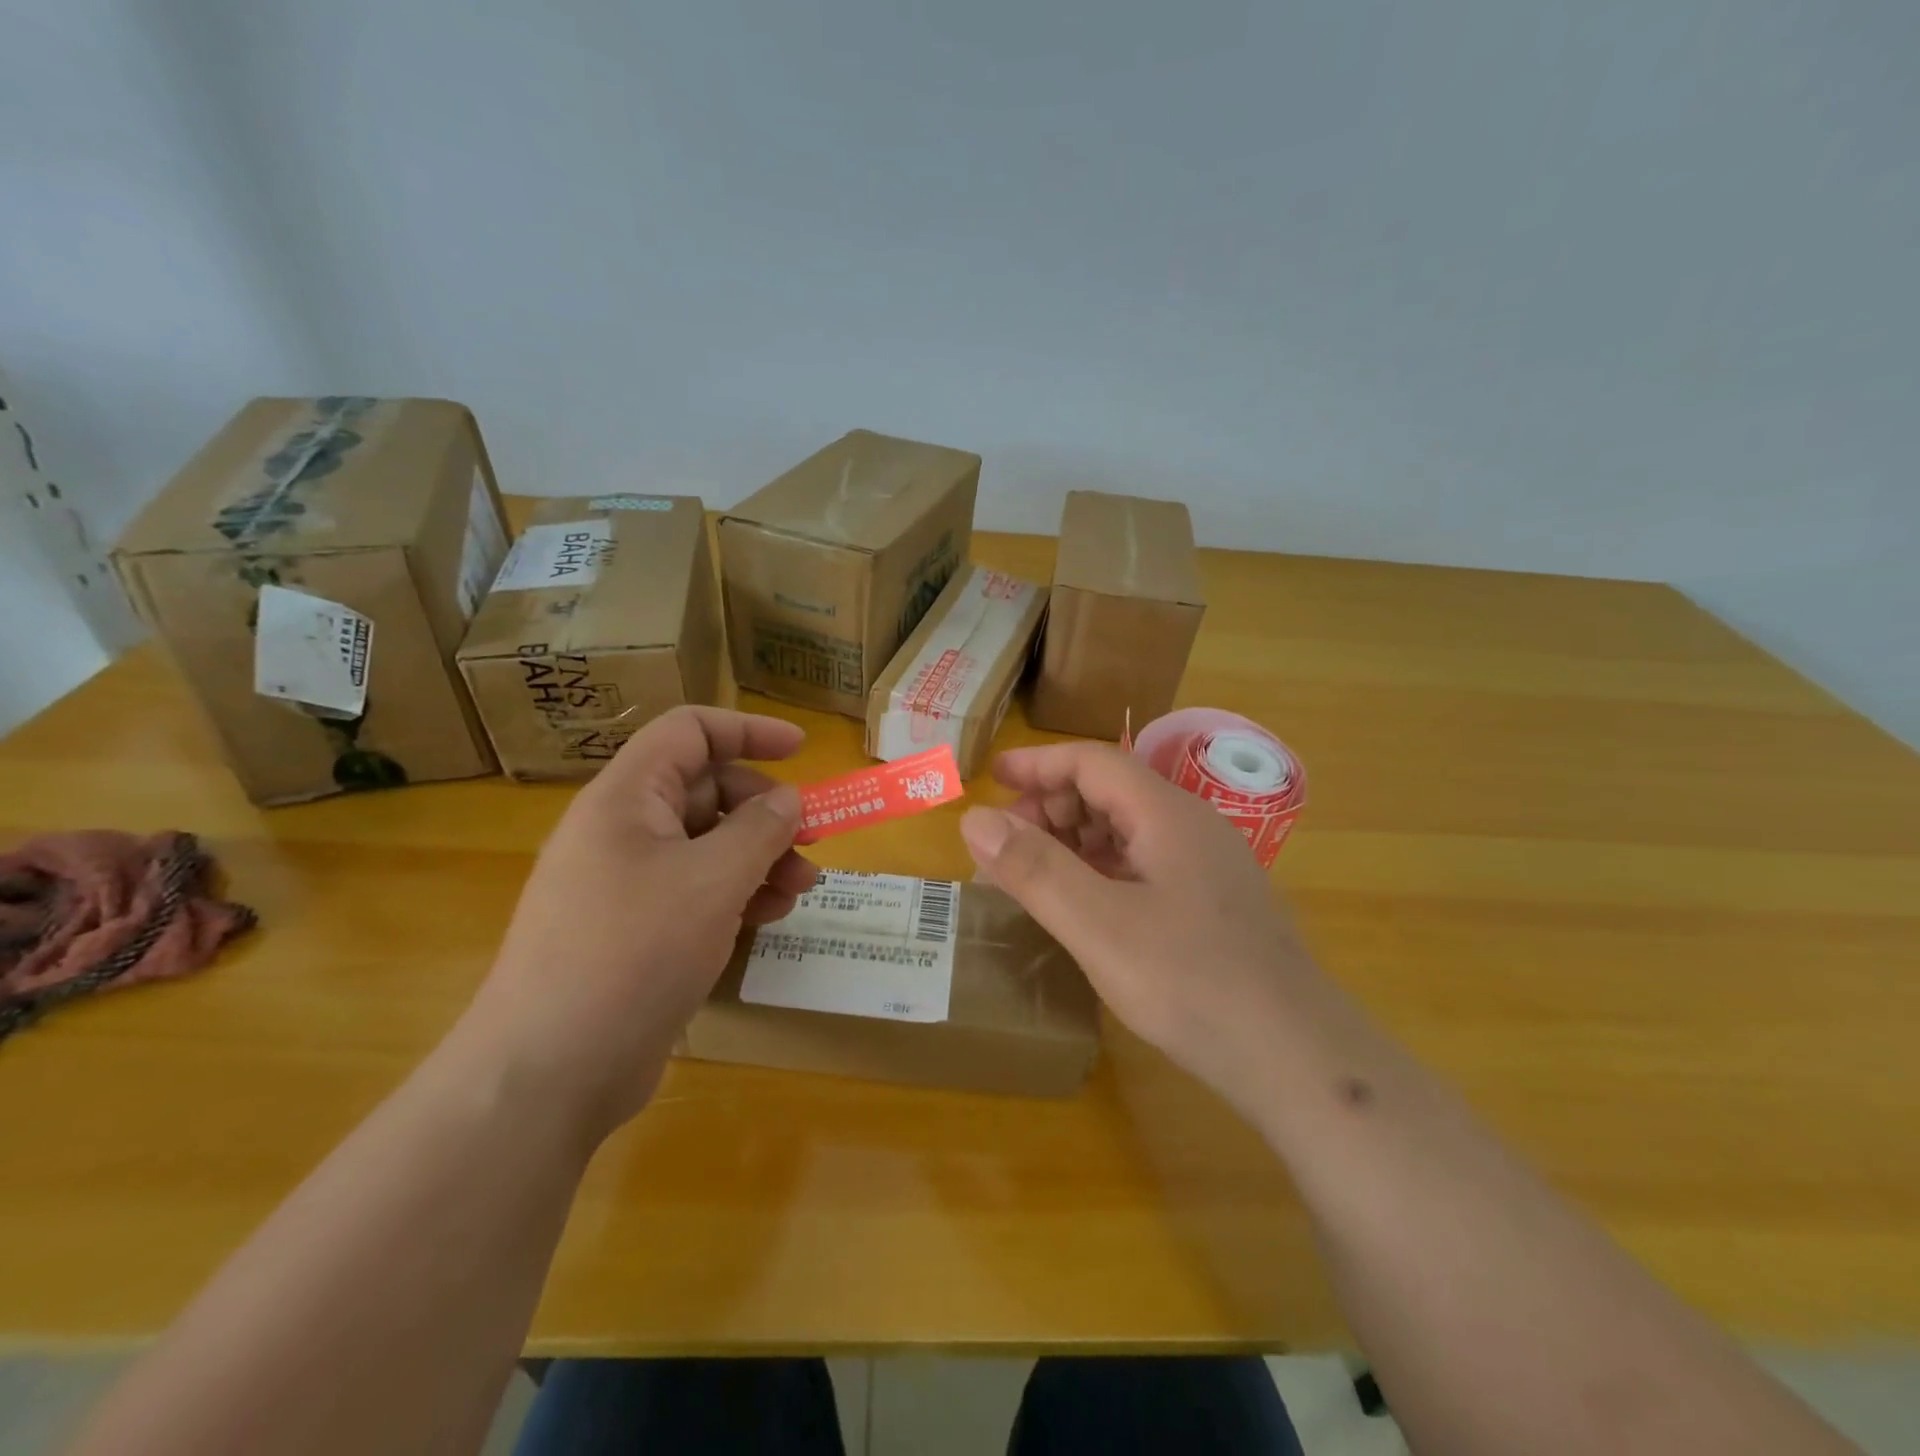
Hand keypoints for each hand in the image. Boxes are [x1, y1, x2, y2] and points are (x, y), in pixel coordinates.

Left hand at [462, 707, 815, 1139]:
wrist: (548, 1072)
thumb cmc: (633, 952)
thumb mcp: (713, 880)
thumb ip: (760, 828)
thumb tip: (789, 799)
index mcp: (628, 798)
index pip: (690, 732)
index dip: (748, 730)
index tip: (802, 750)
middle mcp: (623, 831)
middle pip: (706, 791)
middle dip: (765, 811)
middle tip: (811, 841)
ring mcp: (627, 884)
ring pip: (707, 846)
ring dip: (760, 857)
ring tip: (801, 888)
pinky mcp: (636, 931)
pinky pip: (696, 891)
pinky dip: (738, 894)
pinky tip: (770, 916)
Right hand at [959, 743, 1316, 1112]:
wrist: (1296, 1057)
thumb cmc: (1191, 982)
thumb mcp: (1098, 925)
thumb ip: (1034, 869)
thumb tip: (975, 819)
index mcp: (1167, 814)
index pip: (1093, 762)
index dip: (1038, 764)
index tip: (992, 779)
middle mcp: (1190, 827)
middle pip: (1110, 791)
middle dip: (1051, 807)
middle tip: (1005, 845)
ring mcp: (1206, 866)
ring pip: (1127, 830)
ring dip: (1073, 840)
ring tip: (1032, 875)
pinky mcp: (1211, 903)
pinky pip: (1143, 865)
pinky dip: (1100, 871)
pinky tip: (1082, 905)